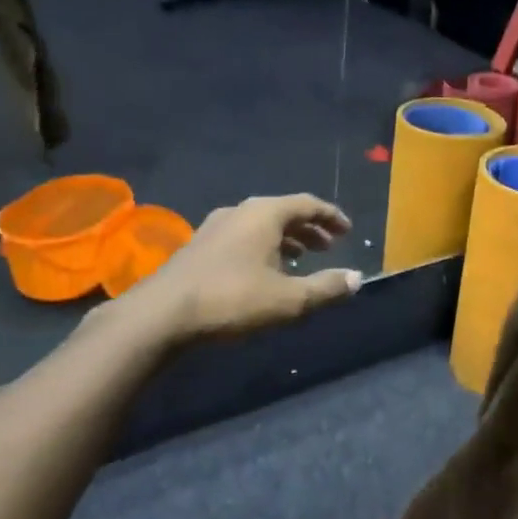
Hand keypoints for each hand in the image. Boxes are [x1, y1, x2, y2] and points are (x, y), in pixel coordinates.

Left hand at [136, 194, 361, 341]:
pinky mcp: (199, 246)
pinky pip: (243, 236)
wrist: (161, 315)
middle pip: (283, 211)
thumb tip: (356, 278)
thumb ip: (325, 287)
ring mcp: (215, 227)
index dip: (331, 216)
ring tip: (302, 259)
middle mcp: (240, 211)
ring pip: (261, 225)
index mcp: (265, 213)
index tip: (347, 231)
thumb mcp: (288, 299)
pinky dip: (263, 247)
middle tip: (329, 246)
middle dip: (310, 228)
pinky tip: (264, 271)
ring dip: (286, 239)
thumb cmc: (232, 299)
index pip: (307, 204)